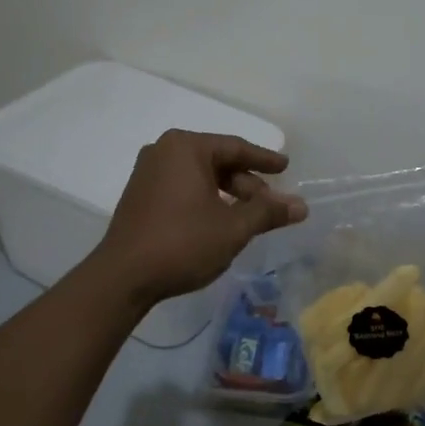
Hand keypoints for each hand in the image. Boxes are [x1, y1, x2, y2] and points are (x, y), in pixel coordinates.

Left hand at [92, 130, 307, 305]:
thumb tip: (301, 206)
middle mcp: (164, 151)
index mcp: (186, 147)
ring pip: (200, 176)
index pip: (236, 147)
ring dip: (228, 194)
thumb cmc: (182, 243)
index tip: (286, 167)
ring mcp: (148, 173)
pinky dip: (206, 199)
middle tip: (271, 204)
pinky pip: (183, 187)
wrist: (123, 277)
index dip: (265, 160)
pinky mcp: (140, 195)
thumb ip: (268, 212)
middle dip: (247, 183)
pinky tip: (220, 221)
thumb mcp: (233, 228)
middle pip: (218, 161)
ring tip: (250, 217)